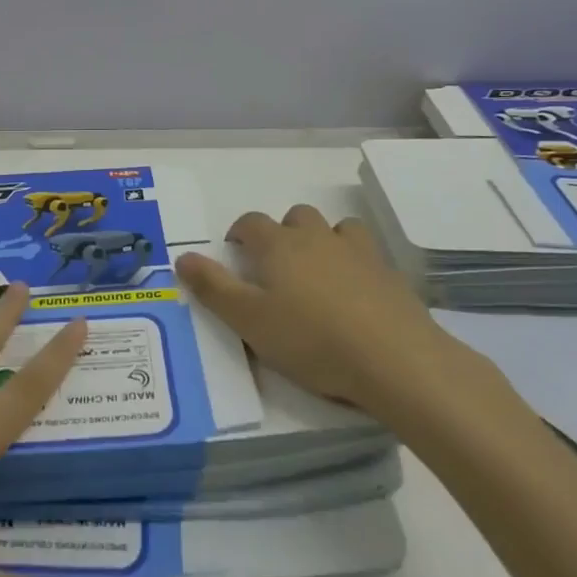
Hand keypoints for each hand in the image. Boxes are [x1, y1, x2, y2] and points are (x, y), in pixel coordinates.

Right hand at [177, 206, 487, 430]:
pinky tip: (356, 292)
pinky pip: (366, 253)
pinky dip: (355, 262)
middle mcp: (316, 237)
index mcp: (278, 246)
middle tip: (277, 267)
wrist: (395, 359)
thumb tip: (182, 257)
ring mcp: (357, 251)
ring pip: (335, 227)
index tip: (235, 253)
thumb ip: (213, 288)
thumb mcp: (249, 320)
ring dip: (322, 240)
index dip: (239, 233)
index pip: (251, 223)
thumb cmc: (311, 340)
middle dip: (282, 233)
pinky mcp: (388, 273)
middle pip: (294, 217)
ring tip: (319, 272)